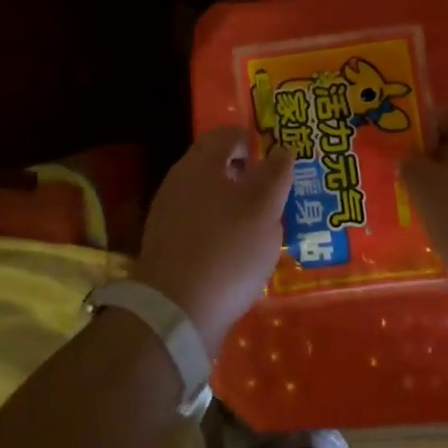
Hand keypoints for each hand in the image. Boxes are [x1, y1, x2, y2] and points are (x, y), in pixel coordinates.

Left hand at [132, 128, 294, 355]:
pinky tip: (236, 253)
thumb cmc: (228, 250)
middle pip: (216, 164)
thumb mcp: (265, 209)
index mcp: (201, 163)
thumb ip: (277, 174)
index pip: (229, 134)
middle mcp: (179, 180)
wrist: (174, 313)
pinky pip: (198, 223)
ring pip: (208, 195)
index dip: (255, 142)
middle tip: (274, 195)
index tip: (277, 163)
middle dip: (246, 175)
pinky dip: (219, 228)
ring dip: (233, 203)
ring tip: (260, 227)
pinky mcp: (165, 244)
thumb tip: (283, 148)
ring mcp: (167, 213)